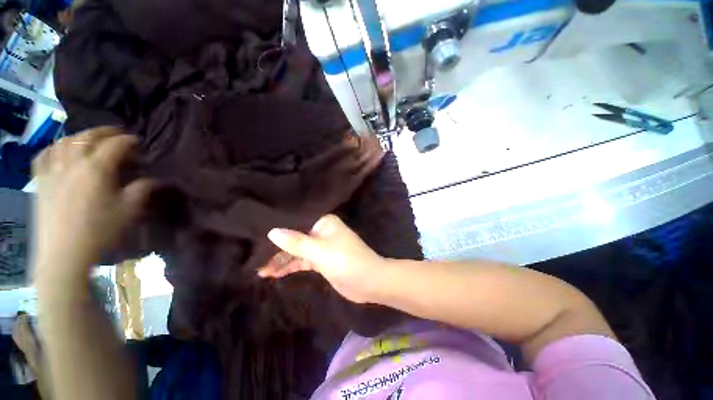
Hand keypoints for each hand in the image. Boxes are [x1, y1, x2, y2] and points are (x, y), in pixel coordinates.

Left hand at [32, 127, 151, 286]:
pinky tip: (60, 150)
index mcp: (96, 169)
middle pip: (88, 137)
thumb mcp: (129, 210)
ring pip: (64, 141)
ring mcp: (52, 170)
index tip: (139, 142)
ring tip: (90, 139)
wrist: (64, 254)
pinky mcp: (40, 181)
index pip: (115, 145)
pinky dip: (54, 147)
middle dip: (105, 131)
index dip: (129, 141)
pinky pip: (43, 155)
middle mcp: (72, 162)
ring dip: (80, 136)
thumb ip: (143, 189)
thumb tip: (156, 179)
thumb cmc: (100, 231)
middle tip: (117, 133)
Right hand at [260, 214, 387, 303]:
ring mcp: (321, 247)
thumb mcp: (319, 250)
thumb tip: (272, 231)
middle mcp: (322, 231)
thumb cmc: (346, 260)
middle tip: (254, 258)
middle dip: (277, 249)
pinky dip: (290, 267)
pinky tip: (274, 273)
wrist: (369, 282)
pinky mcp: (321, 261)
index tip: (256, 236)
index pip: (296, 223)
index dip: (278, 230)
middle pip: (295, 238)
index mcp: (324, 222)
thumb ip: (295, 242)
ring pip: (297, 251)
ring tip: (260, 270)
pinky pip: (302, 261)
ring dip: (281, 260)